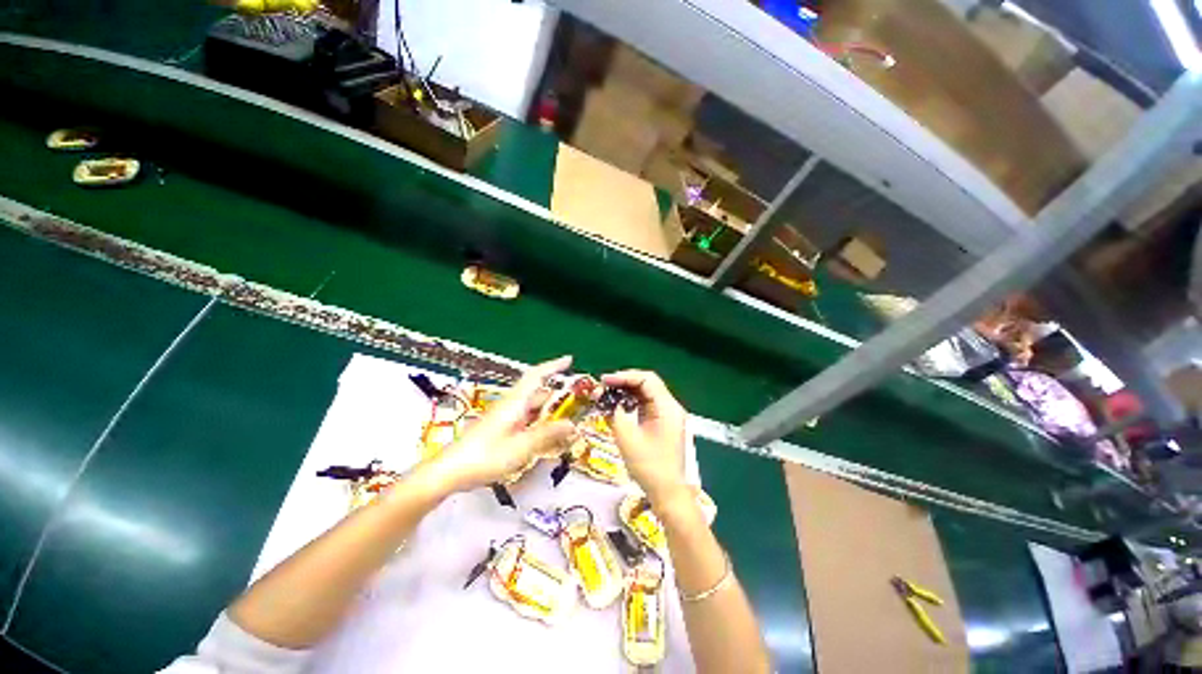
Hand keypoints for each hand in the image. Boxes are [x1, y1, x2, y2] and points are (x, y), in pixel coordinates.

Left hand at [425, 356, 576, 493]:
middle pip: (538, 392)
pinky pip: (526, 419)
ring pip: (533, 407)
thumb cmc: (484, 457)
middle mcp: (510, 405)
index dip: (554, 366)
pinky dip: (540, 422)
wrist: (448, 472)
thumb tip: (572, 425)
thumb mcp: (521, 448)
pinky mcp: (500, 428)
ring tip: (569, 420)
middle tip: (580, 401)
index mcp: (515, 402)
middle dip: (559, 394)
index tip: (570, 360)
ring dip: (550, 410)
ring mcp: (504, 417)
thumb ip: (547, 435)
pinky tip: (547, 435)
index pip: (537, 375)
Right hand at [602, 370, 687, 503]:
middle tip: (603, 387)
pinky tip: (618, 406)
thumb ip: (615, 413)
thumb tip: (605, 398)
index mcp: (667, 407)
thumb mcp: (627, 437)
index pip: (647, 380)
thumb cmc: (649, 466)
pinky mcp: (663, 424)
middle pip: (647, 384)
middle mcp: (671, 407)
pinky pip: (647, 406)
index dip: (624, 376)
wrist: (668, 494)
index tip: (605, 381)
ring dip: (626, 393)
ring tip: (606, 395)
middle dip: (624, 383)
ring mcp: (668, 416)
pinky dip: (632, 404)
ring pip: (646, 395)